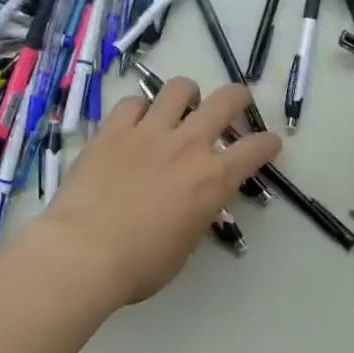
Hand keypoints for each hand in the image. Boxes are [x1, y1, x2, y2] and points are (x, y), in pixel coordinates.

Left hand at [36, 77, 280, 305]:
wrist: (84, 252)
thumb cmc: (141, 264)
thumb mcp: (185, 244)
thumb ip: (198, 214)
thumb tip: (196, 203)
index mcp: (213, 179)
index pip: (255, 149)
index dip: (268, 143)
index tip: (270, 143)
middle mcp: (188, 145)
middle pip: (225, 101)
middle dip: (238, 98)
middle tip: (236, 104)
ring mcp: (149, 132)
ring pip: (179, 88)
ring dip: (188, 94)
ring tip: (183, 104)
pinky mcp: (113, 130)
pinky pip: (133, 102)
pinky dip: (140, 108)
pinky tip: (136, 121)